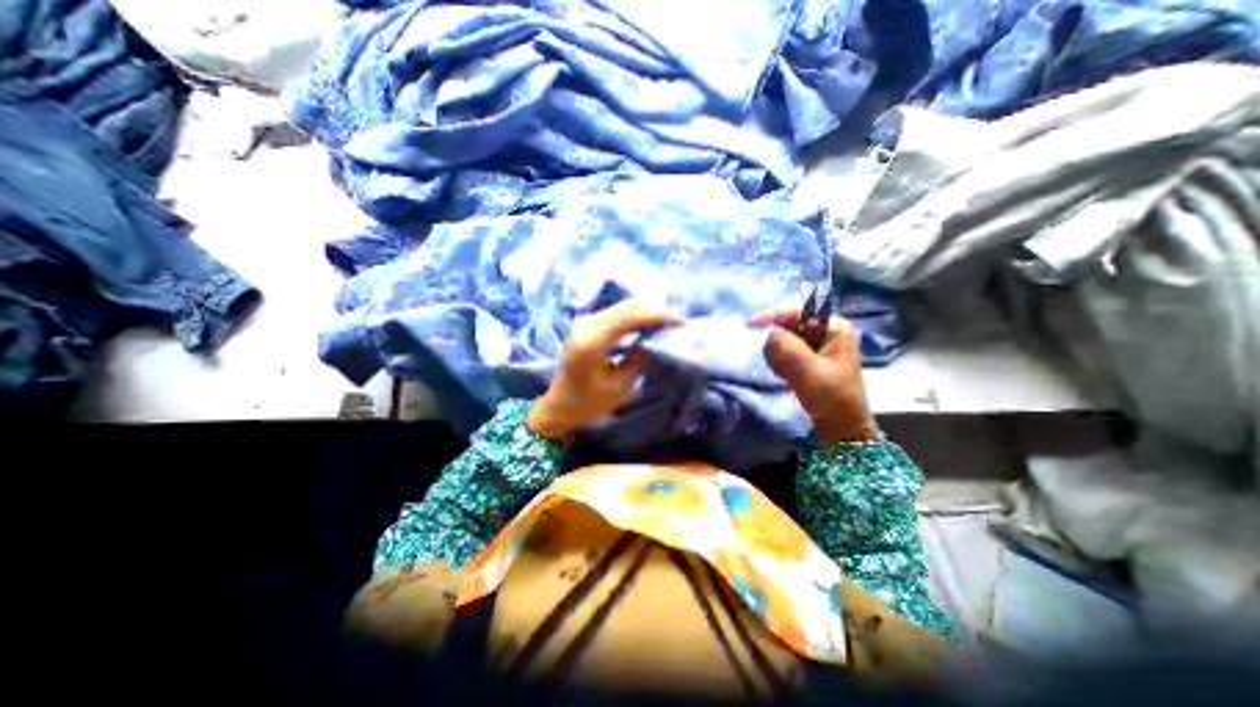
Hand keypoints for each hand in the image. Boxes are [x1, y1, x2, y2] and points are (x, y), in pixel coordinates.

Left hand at [527, 299, 684, 440]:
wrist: (559, 405)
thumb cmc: (588, 404)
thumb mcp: (620, 387)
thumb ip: (639, 359)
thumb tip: (654, 339)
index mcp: (592, 341)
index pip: (630, 317)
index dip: (658, 316)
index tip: (682, 321)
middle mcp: (586, 324)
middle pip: (627, 306)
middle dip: (656, 311)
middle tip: (678, 322)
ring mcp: (585, 321)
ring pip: (623, 306)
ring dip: (647, 311)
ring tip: (668, 322)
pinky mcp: (587, 324)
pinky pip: (616, 313)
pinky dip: (636, 316)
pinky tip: (649, 324)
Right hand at [746, 306, 876, 441]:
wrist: (840, 428)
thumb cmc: (831, 399)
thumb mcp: (810, 373)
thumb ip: (788, 349)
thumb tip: (769, 335)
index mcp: (833, 327)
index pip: (797, 311)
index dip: (771, 315)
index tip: (747, 325)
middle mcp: (824, 330)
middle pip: (788, 323)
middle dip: (776, 340)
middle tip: (772, 359)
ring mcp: (815, 344)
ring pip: (782, 337)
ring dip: (776, 353)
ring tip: (782, 372)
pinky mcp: (806, 356)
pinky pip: (782, 350)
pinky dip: (777, 360)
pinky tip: (783, 373)